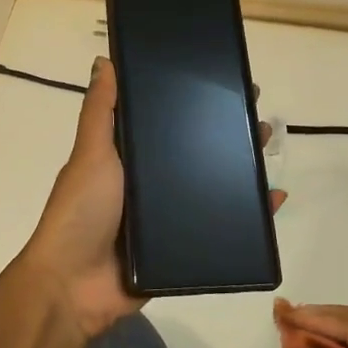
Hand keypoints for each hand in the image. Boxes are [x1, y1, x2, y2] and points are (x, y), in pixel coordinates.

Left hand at [17, 57, 286, 343]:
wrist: (74, 287)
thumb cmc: (81, 211)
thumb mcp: (90, 154)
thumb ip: (100, 111)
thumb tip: (105, 60)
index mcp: (127, 157)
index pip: (166, 122)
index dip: (194, 104)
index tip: (225, 84)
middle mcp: (148, 184)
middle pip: (196, 152)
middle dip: (227, 134)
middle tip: (259, 117)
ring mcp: (166, 218)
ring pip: (212, 187)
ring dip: (242, 170)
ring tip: (268, 149)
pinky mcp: (182, 250)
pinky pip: (221, 227)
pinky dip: (249, 215)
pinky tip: (273, 200)